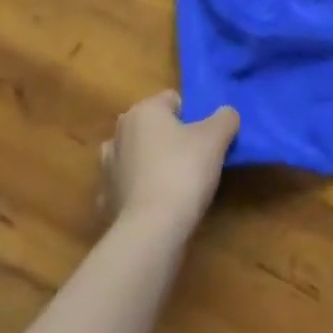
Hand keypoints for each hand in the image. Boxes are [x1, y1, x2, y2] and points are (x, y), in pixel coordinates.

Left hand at [98, 91, 238, 234]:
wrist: (151, 232)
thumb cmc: (183, 171)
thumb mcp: (216, 138)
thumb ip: (225, 118)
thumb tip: (226, 114)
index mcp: (143, 110)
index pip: (173, 100)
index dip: (192, 115)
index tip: (205, 137)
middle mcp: (120, 132)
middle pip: (153, 127)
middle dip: (170, 137)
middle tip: (194, 157)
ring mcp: (108, 168)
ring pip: (137, 155)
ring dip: (151, 163)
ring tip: (174, 182)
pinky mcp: (106, 201)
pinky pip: (129, 187)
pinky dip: (140, 192)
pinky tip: (157, 206)